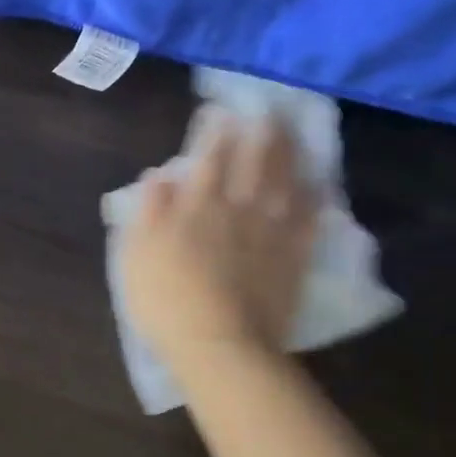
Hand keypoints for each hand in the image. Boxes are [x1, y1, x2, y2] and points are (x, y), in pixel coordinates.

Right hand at [117, 115, 316, 374]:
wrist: (219, 345)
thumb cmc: (166, 302)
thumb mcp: (136, 255)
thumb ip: (148, 211)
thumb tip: (158, 175)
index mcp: (197, 206)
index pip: (208, 157)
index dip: (214, 131)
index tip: (219, 111)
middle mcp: (238, 208)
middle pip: (254, 161)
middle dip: (260, 132)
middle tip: (268, 111)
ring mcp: (271, 232)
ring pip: (286, 182)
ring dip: (290, 155)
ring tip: (294, 134)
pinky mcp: (294, 258)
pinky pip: (310, 220)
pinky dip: (315, 199)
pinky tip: (319, 187)